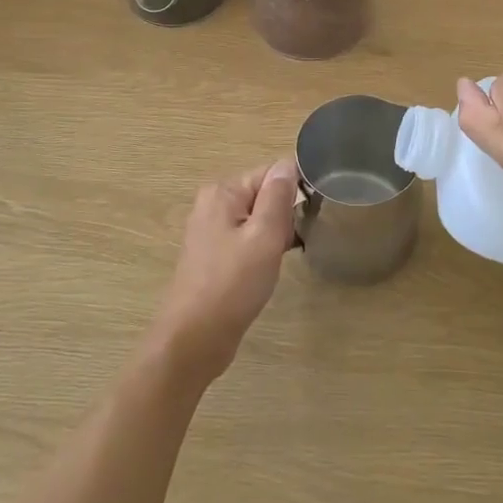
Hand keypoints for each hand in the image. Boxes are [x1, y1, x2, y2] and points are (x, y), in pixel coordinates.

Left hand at [148, 160, 298, 386]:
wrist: (194, 339)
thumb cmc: (232, 284)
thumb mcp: (264, 236)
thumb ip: (278, 196)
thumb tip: (288, 163)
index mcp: (223, 192)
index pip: (271, 173)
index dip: (294, 192)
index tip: (308, 217)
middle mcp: (213, 204)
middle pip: (264, 194)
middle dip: (283, 217)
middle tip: (288, 245)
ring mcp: (211, 230)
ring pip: (258, 219)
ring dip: (274, 236)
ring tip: (279, 260)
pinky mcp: (214, 255)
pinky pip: (247, 239)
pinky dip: (262, 250)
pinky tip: (267, 270)